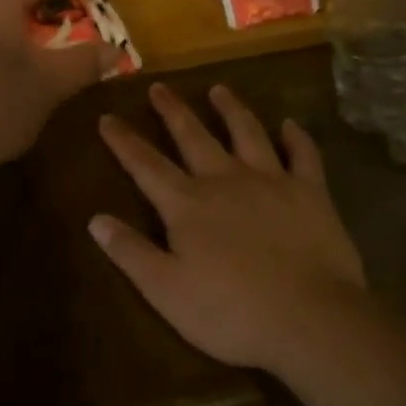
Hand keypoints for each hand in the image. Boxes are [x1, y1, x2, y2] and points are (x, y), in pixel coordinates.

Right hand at [90, 83, 367, 373]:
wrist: (310, 319)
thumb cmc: (232, 312)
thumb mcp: (166, 291)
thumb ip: (131, 252)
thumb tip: (95, 219)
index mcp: (187, 204)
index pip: (146, 164)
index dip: (124, 141)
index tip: (108, 117)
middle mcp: (225, 179)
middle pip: (193, 136)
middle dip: (172, 111)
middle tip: (159, 86)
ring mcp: (270, 180)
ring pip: (246, 132)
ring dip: (231, 109)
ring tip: (219, 89)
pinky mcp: (310, 192)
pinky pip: (303, 155)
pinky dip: (297, 138)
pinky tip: (290, 124)